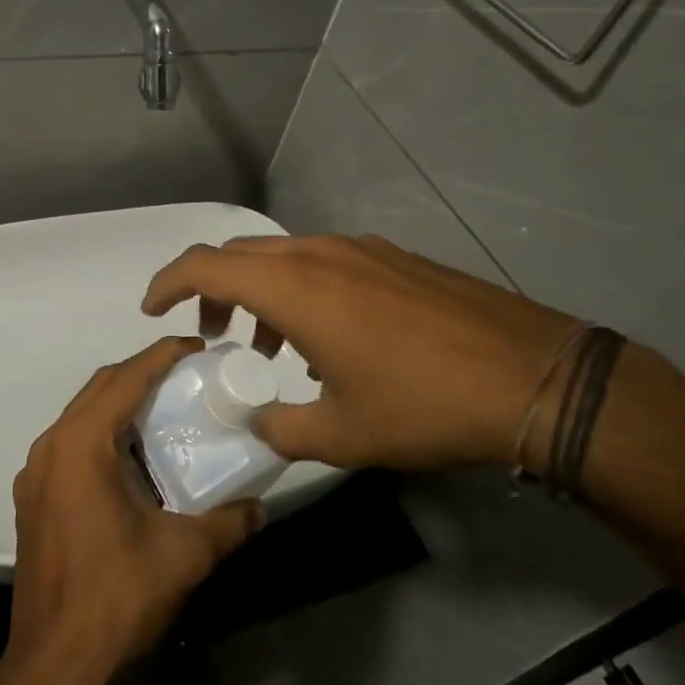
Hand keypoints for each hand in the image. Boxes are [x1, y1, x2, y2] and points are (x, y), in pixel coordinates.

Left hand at [3, 337, 265, 684]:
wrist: (53, 667)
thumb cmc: (116, 599)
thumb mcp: (183, 556)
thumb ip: (227, 523)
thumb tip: (259, 507)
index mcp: (81, 444)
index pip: (126, 378)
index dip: (163, 355)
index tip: (197, 347)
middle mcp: (51, 446)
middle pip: (100, 387)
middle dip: (142, 372)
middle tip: (186, 375)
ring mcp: (36, 472)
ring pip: (82, 413)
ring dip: (121, 402)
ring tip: (164, 409)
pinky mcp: (33, 498)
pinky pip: (71, 442)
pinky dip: (102, 432)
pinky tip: (132, 458)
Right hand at [142, 234, 579, 469]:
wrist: (531, 375)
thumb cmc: (424, 404)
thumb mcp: (343, 434)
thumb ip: (281, 427)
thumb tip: (256, 422)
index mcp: (296, 287)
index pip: (207, 265)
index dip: (169, 282)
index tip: (153, 310)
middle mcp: (321, 253)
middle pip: (242, 255)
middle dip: (213, 290)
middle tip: (213, 336)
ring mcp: (362, 250)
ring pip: (285, 257)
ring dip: (260, 291)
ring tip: (270, 346)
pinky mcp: (394, 258)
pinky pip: (325, 262)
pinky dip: (301, 289)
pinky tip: (329, 338)